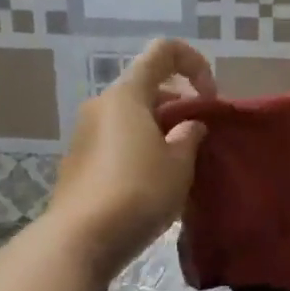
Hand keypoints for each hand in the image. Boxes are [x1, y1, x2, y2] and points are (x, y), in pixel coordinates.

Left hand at [48, 37, 215, 275]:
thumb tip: (190, 125)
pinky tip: (153, 183)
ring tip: (181, 165)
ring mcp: (84, 133)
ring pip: (132, 117)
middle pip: (147, 87)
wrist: (80, 239)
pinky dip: (140, 148)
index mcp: (126, 94)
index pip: (163, 51)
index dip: (194, 63)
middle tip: (200, 140)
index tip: (210, 98)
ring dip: (160, 130)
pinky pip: (117, 140)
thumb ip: (189, 136)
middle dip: (179, 105)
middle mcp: (101, 105)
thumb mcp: (178, 164)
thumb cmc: (138, 192)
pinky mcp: (78, 161)